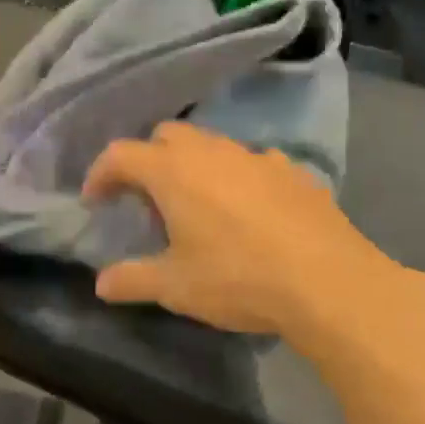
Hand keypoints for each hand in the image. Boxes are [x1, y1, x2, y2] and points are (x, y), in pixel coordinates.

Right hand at [82, 123, 424, 347]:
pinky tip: (249, 212)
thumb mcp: (176, 287)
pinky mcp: (291, 170)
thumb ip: (132, 280)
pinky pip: (252, 163)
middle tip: (147, 201)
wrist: (329, 282)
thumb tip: (100, 285)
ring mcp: (254, 156)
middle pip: (165, 136)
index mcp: (172, 172)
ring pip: (210, 144)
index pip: (120, 155)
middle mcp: (210, 151)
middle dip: (148, 160)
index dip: (101, 174)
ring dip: (193, 165)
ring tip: (198, 207)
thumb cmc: (238, 279)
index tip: (95, 201)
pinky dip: (237, 178)